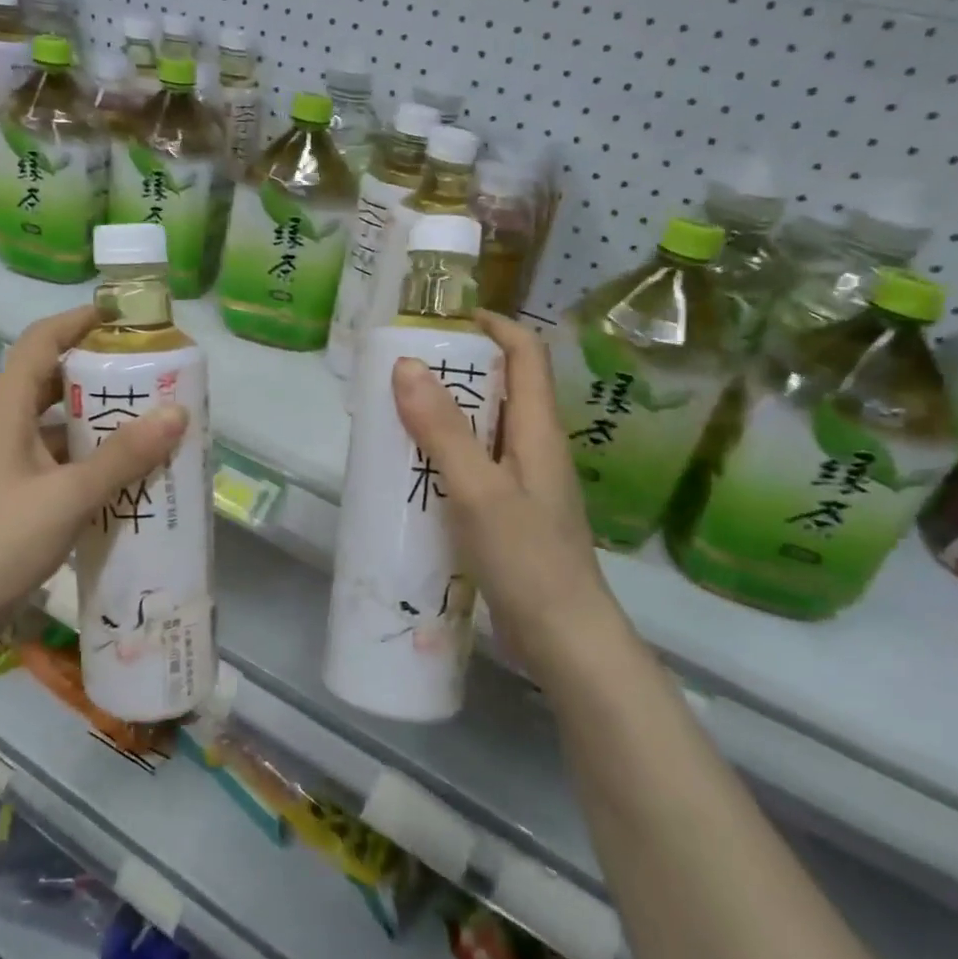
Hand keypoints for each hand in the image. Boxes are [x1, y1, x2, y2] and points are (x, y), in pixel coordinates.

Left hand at [0, 306, 188, 653]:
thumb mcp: (67, 497)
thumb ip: (123, 456)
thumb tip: (177, 412)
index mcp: (4, 407)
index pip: (43, 340)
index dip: (82, 322)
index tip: (128, 320)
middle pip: (53, 382)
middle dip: (104, 380)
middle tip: (155, 384)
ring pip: (55, 427)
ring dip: (98, 427)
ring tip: (151, 432)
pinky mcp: (2, 494)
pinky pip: (51, 462)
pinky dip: (85, 463)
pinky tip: (122, 482)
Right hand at [391, 312, 618, 677]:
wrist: (564, 640)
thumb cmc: (528, 559)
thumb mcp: (478, 489)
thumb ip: (443, 429)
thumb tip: (406, 363)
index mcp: (538, 431)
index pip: (526, 354)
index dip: (493, 325)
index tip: (445, 318)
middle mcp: (534, 449)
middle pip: (501, 389)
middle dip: (455, 371)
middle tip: (401, 371)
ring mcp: (522, 485)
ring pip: (482, 431)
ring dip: (443, 416)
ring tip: (393, 416)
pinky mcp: (507, 515)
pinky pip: (473, 469)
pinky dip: (442, 458)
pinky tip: (409, 474)